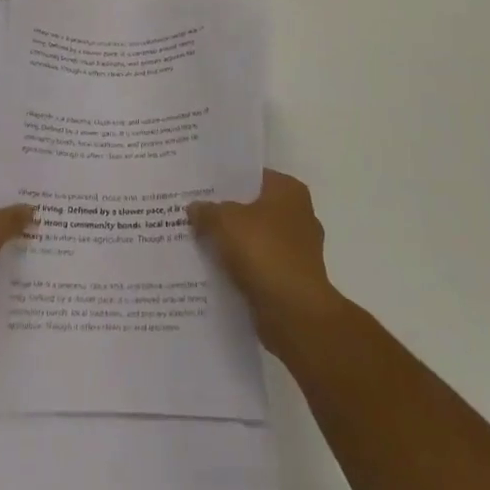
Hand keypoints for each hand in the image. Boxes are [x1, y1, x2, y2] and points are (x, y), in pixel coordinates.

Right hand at [188, 170, 345, 360]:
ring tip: (196, 240)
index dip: (225, 179)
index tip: (199, 184)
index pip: (252, 175)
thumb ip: (207, 211)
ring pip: (253, 238)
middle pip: (252, 207)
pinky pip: (257, 265)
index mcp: (289, 191)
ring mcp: (297, 250)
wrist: (294, 314)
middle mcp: (298, 215)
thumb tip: (194, 208)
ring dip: (231, 243)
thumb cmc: (264, 252)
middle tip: (192, 211)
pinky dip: (239, 267)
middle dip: (225, 212)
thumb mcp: (225, 222)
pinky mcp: (290, 279)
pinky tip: (211, 269)